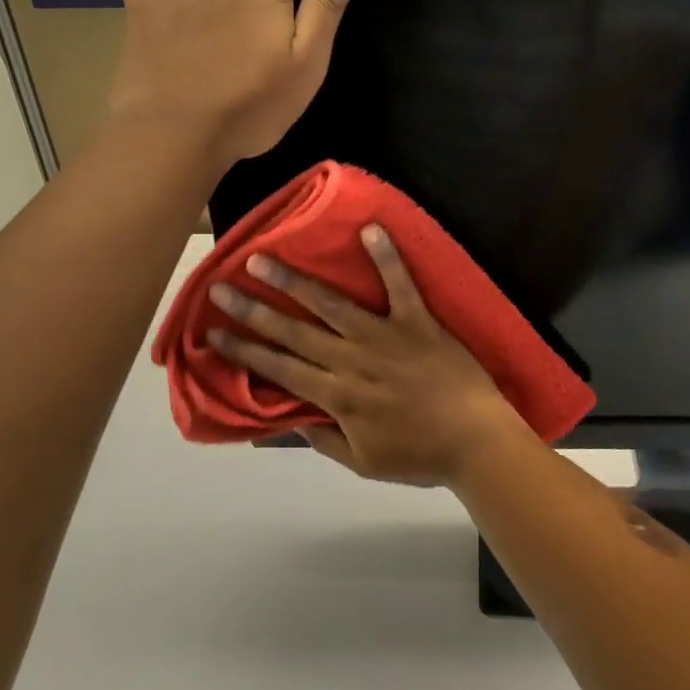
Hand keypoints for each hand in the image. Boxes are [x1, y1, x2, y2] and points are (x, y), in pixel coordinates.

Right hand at [207, 226, 529, 486]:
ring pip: (331, 304)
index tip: (212, 333)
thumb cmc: (421, 454)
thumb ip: (325, 438)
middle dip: (253, 310)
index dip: (243, 351)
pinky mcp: (417, 320)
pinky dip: (386, 256)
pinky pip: (400, 284)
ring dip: (295, 281)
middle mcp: (353, 360)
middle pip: (294, 331)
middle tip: (220, 287)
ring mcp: (385, 336)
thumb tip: (289, 416)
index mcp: (338, 396)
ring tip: (263, 258)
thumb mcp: (363, 462)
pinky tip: (370, 227)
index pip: (279, 369)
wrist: (477, 441)